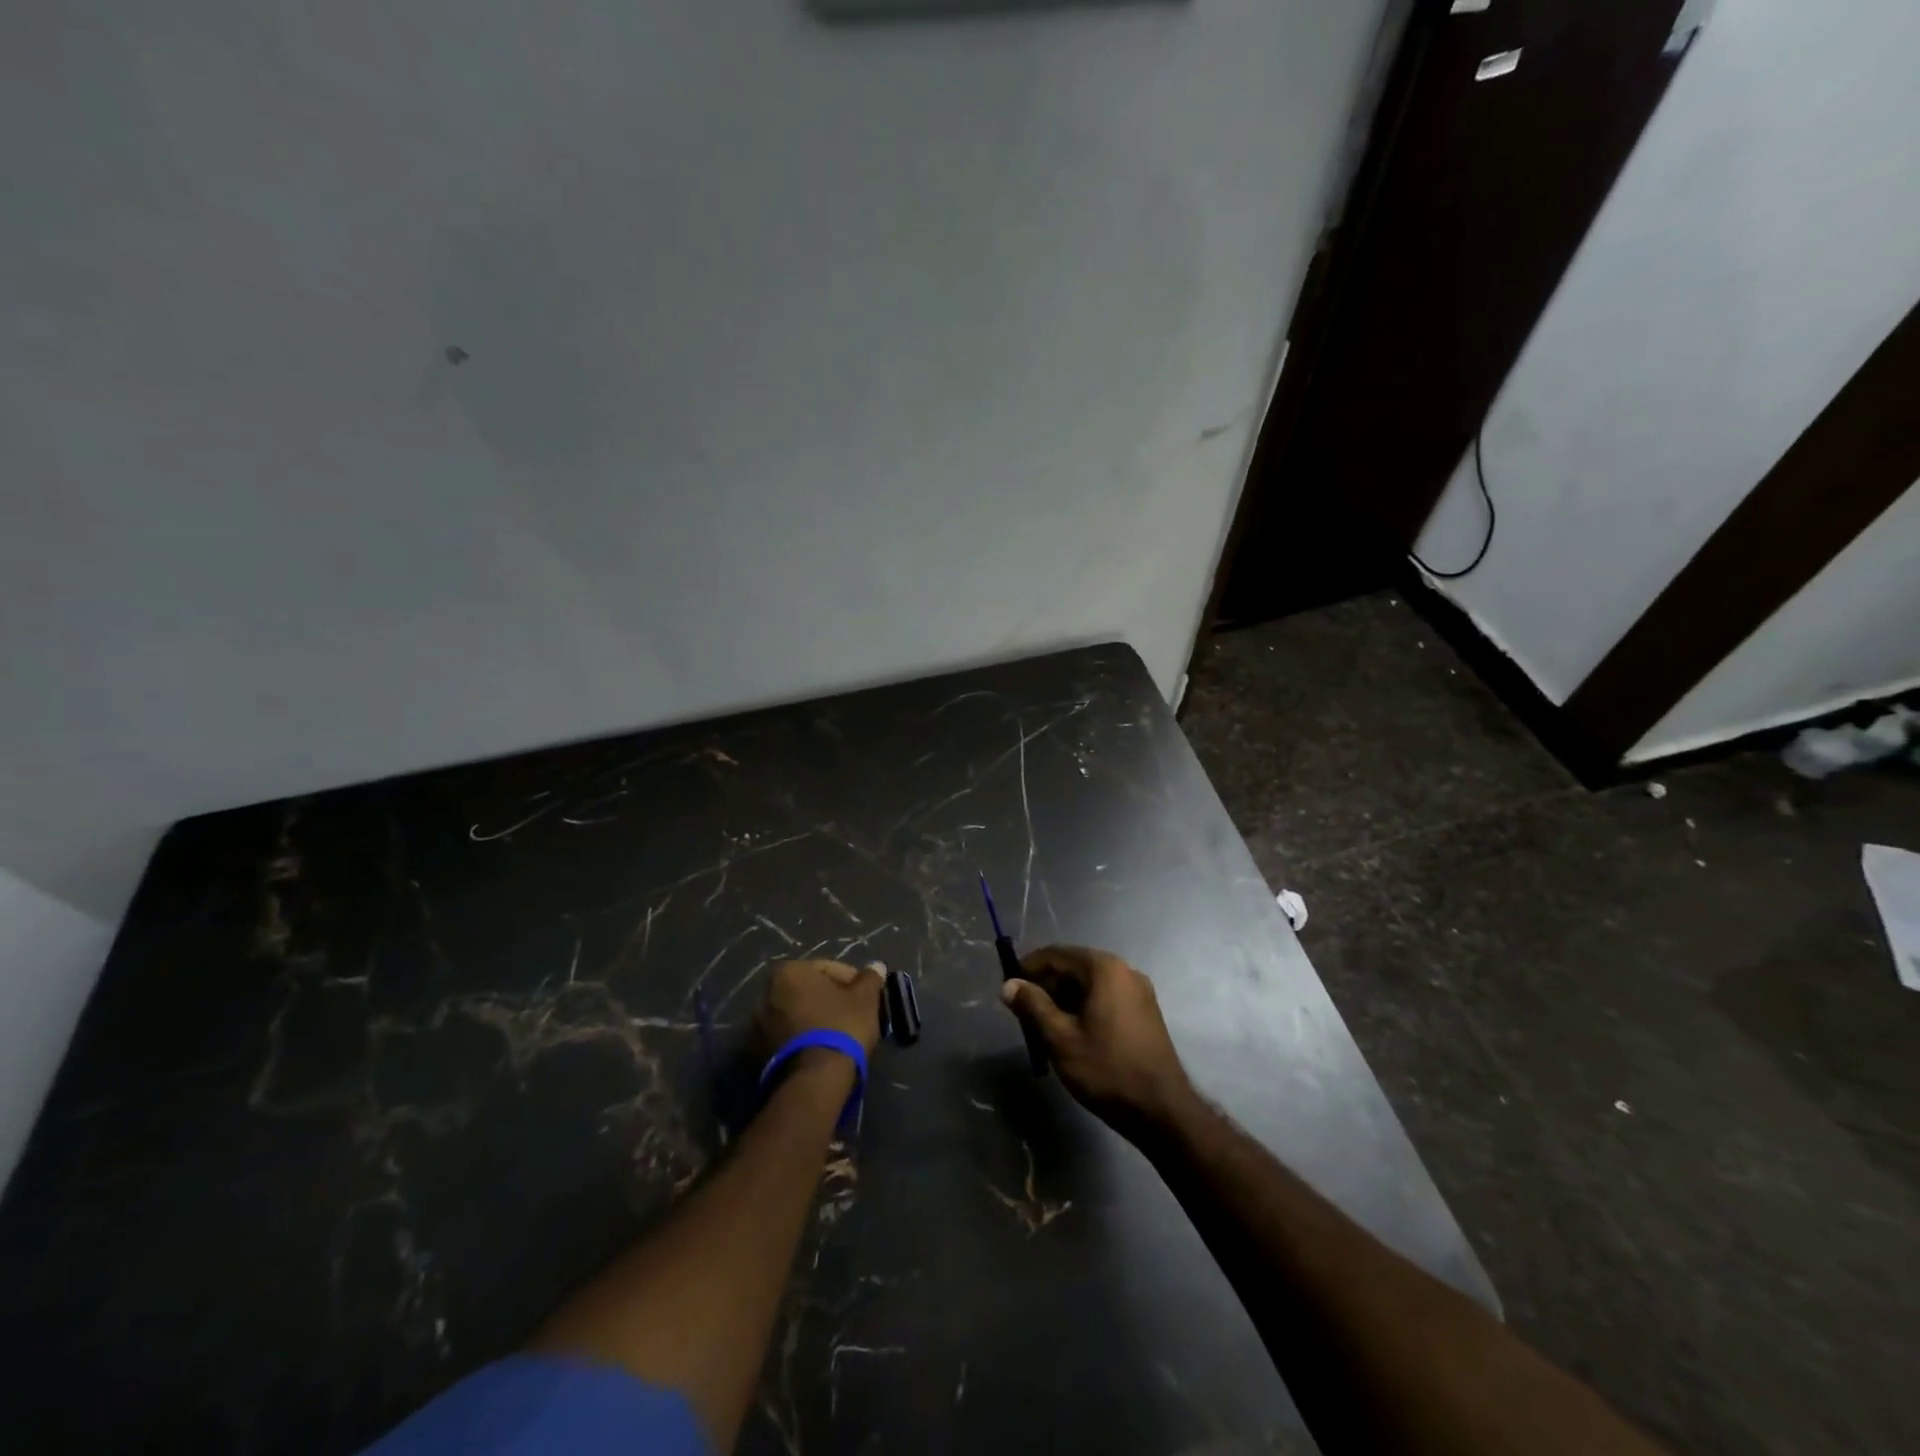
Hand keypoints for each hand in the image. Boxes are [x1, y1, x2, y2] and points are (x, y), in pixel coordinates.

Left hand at [757, 958, 884, 1059]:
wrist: (814, 1080)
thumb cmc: (841, 1027)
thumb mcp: (865, 999)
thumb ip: (870, 979)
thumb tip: (876, 966)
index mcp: (788, 972)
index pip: (827, 967)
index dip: (852, 980)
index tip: (866, 996)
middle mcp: (766, 993)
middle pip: (809, 991)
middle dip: (831, 999)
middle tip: (854, 1013)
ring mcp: (758, 1025)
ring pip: (798, 1014)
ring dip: (816, 1019)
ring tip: (840, 1035)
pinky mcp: (759, 1053)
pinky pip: (789, 1036)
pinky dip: (804, 1038)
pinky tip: (824, 1050)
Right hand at [1002, 945, 1194, 1139]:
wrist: (1162, 1110)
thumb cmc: (1107, 1069)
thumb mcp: (1060, 1039)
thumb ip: (1032, 1006)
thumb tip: (1009, 985)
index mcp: (1104, 968)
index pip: (1056, 954)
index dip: (1029, 968)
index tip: (1009, 987)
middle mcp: (1124, 970)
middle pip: (1074, 966)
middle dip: (1047, 985)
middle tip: (1024, 1011)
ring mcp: (1139, 991)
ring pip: (1090, 983)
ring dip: (1064, 997)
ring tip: (1044, 1025)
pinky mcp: (1145, 1011)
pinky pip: (1106, 997)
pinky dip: (1085, 1006)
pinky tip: (1073, 1031)